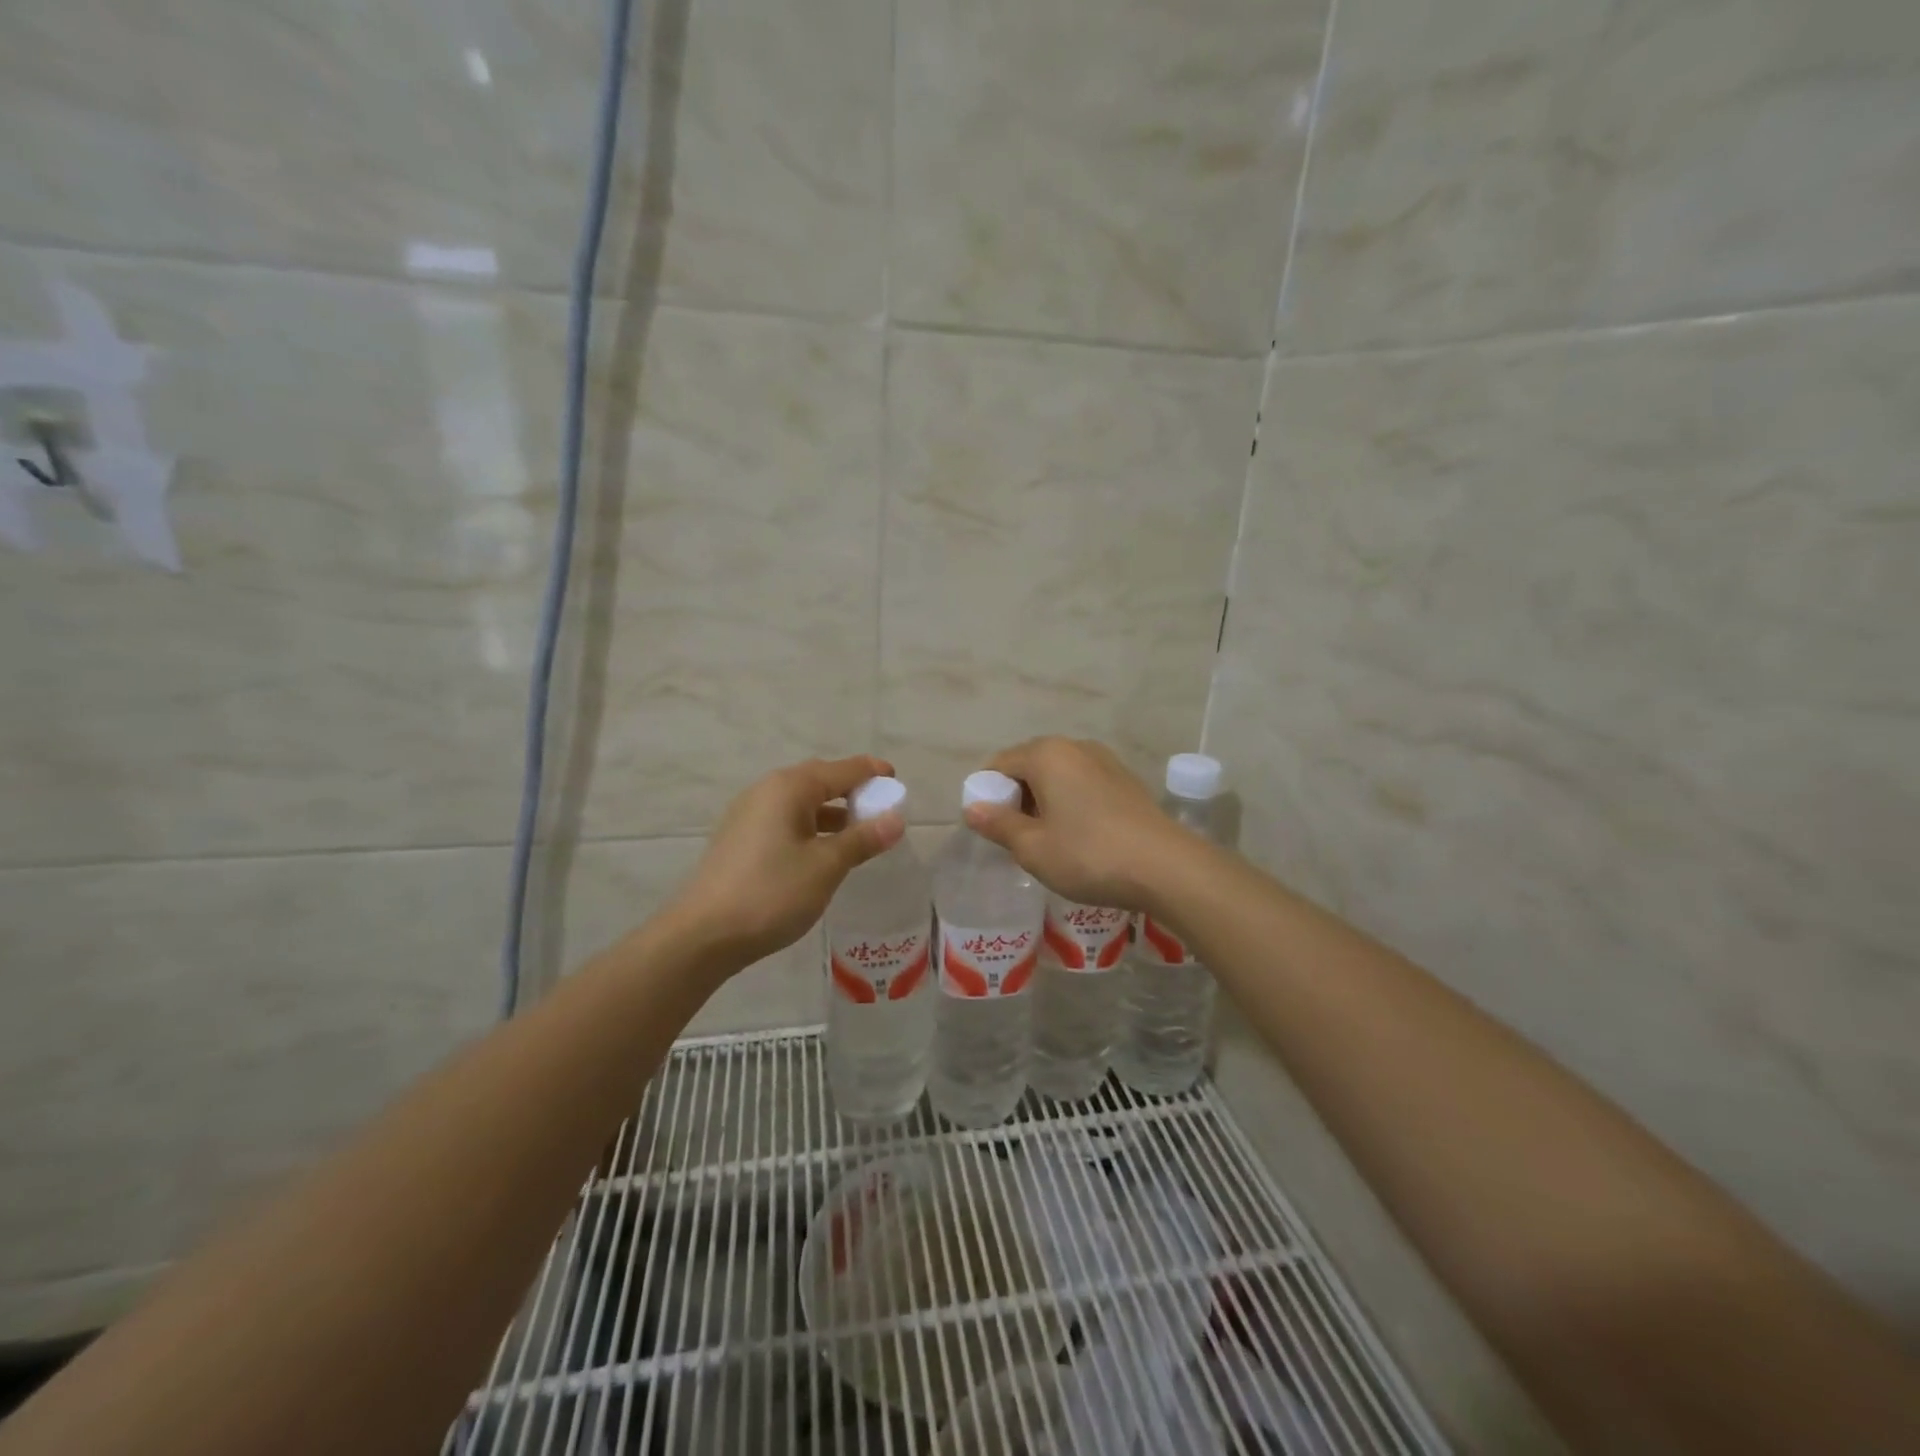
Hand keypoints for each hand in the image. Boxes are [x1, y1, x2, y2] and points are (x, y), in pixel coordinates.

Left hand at [673, 755, 904, 967]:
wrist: (702, 935)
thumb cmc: (771, 893)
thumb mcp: (826, 866)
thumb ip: (863, 839)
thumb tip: (896, 818)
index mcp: (789, 788)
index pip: (841, 769)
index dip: (871, 773)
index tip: (896, 780)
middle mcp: (766, 791)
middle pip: (818, 780)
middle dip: (851, 790)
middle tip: (879, 808)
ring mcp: (748, 814)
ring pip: (800, 802)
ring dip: (831, 812)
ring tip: (857, 833)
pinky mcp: (739, 838)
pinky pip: (784, 819)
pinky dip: (810, 826)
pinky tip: (821, 851)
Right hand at [964, 737, 1189, 910]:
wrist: (1166, 867)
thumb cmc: (1089, 855)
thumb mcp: (1033, 848)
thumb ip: (999, 824)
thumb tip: (972, 809)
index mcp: (1046, 755)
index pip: (1000, 764)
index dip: (987, 794)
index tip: (989, 828)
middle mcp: (1075, 747)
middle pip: (1029, 765)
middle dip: (1016, 797)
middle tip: (1016, 838)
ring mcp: (1105, 761)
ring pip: (1058, 775)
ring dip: (1044, 801)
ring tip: (1047, 840)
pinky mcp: (1126, 780)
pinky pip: (1083, 784)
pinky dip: (1070, 803)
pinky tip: (1079, 836)